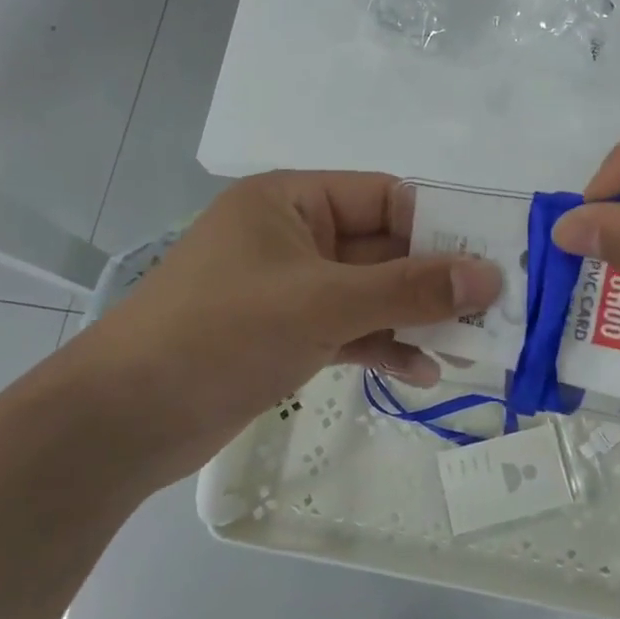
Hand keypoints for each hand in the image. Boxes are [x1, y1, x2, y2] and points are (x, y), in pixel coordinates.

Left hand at [60, 171, 501, 489]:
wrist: (124, 420)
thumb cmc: (222, 334)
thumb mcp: (323, 303)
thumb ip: (410, 288)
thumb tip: (489, 276)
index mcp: (292, 202)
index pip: (385, 198)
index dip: (440, 227)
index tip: (492, 260)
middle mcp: (293, 237)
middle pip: (383, 248)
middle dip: (434, 281)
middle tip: (494, 310)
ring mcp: (290, 289)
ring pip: (370, 293)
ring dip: (415, 318)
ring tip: (470, 347)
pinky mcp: (286, 334)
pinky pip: (350, 329)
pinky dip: (384, 346)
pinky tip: (423, 372)